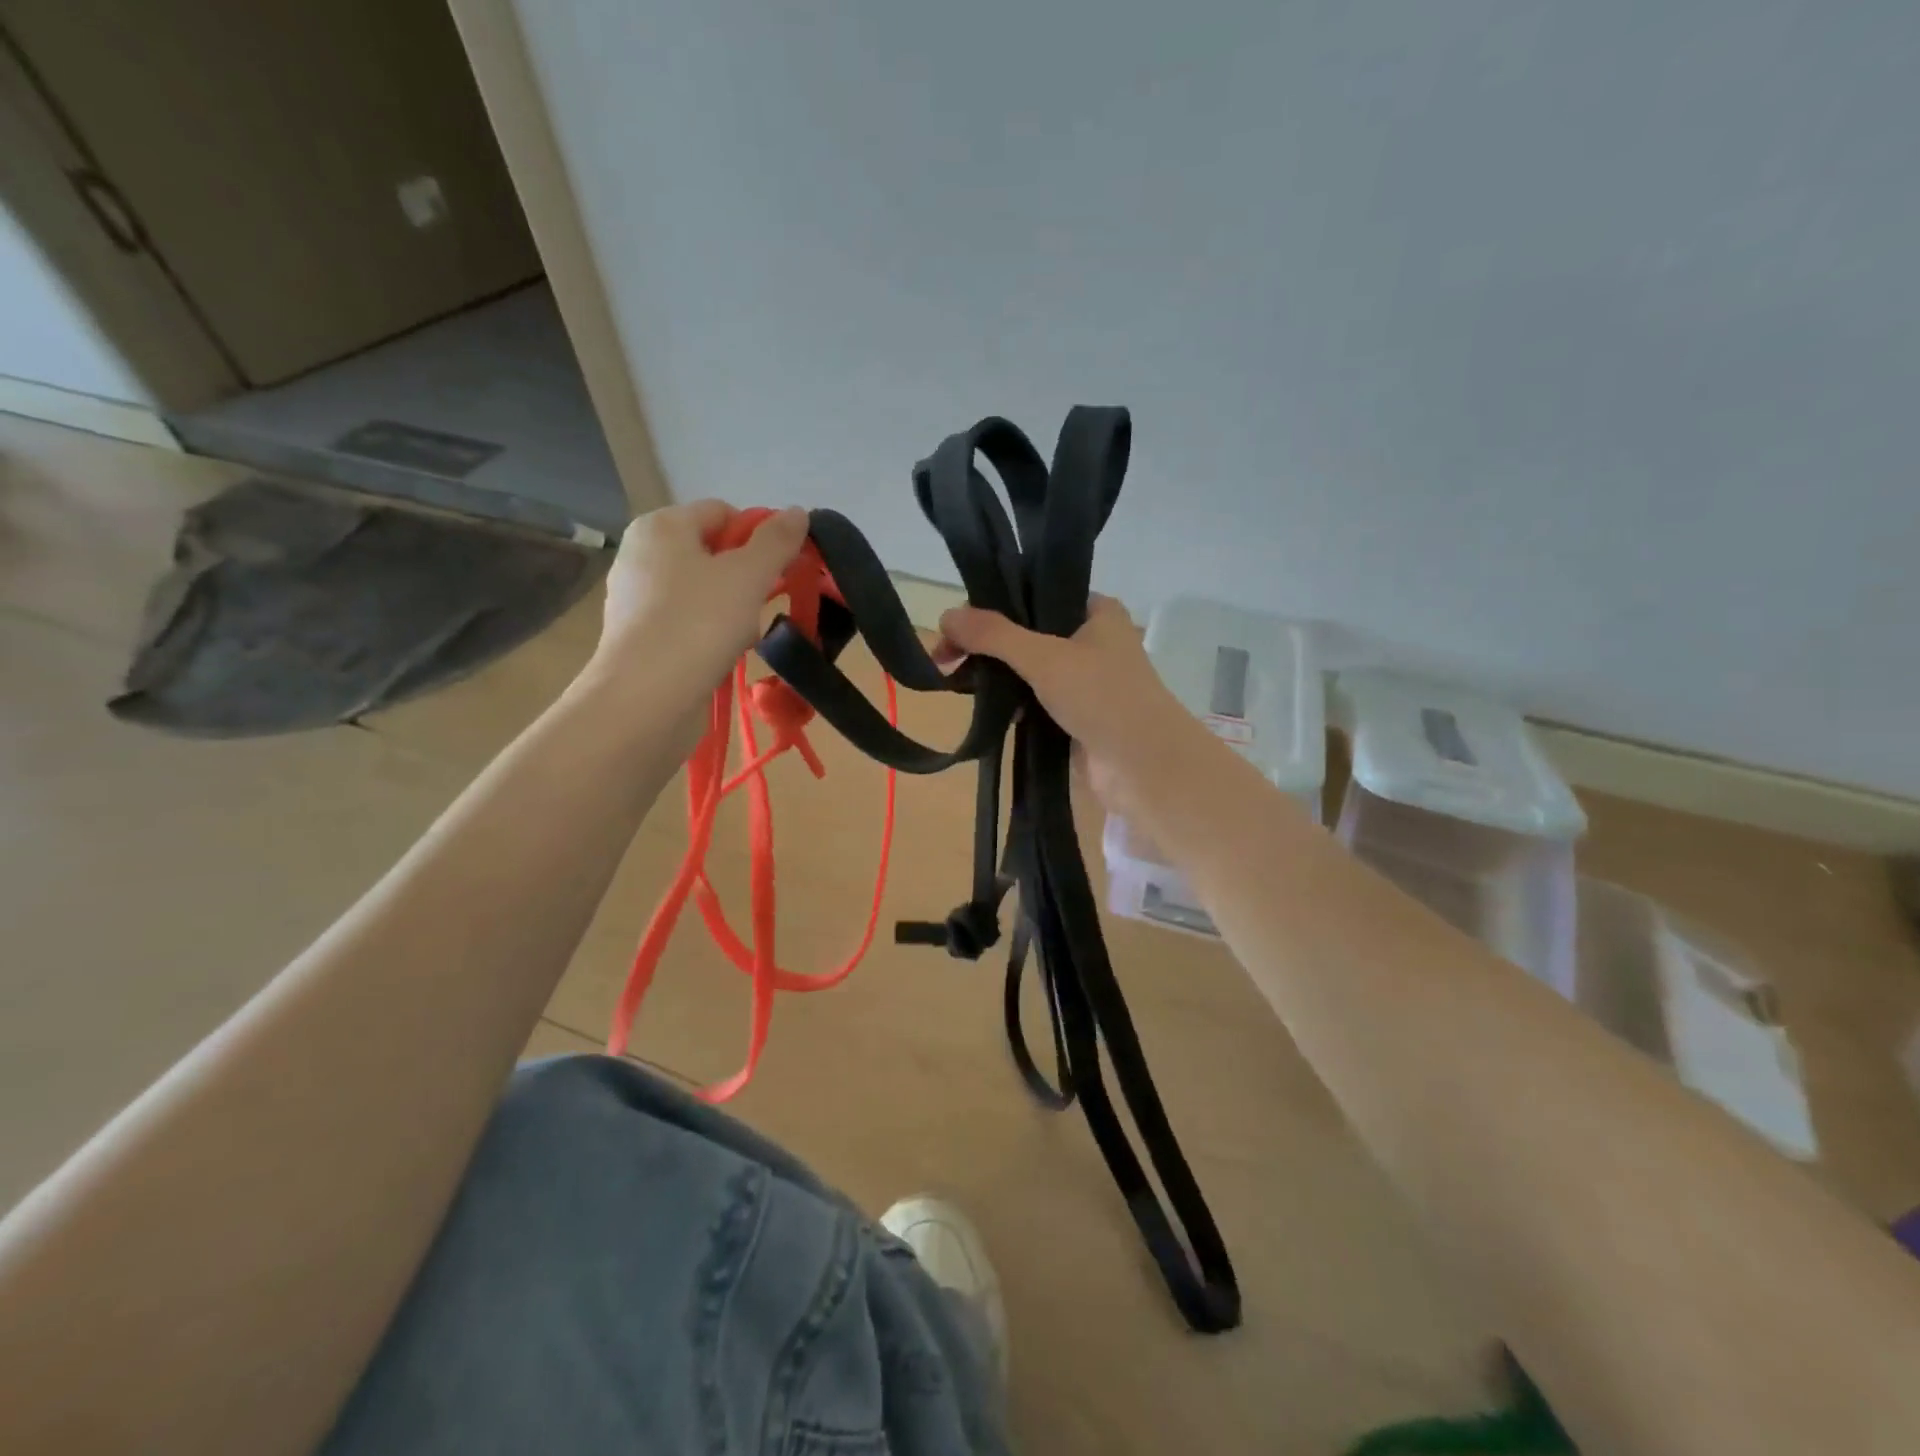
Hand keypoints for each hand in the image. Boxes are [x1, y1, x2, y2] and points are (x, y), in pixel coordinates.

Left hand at [582, 500, 809, 747]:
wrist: (646, 698)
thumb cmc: (698, 623)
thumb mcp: (748, 576)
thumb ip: (776, 542)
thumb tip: (798, 511)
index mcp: (661, 526)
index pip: (722, 512)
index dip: (758, 536)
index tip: (781, 569)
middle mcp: (641, 554)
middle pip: (712, 553)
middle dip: (747, 577)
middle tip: (766, 605)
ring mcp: (635, 598)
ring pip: (702, 591)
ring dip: (733, 609)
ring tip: (747, 636)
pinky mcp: (638, 637)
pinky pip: (686, 622)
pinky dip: (710, 633)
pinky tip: (724, 656)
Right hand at [936, 595, 1218, 820]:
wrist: (1145, 768)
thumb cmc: (1103, 697)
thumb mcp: (1044, 657)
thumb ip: (994, 635)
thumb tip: (944, 616)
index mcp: (1096, 612)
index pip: (1036, 594)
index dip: (994, 605)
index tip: (955, 624)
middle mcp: (1093, 641)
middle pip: (1027, 633)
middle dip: (987, 645)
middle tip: (944, 657)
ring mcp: (1085, 682)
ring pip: (1029, 670)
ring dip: (997, 675)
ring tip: (954, 681)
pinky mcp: (1077, 717)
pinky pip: (1035, 701)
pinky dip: (1012, 702)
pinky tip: (983, 705)